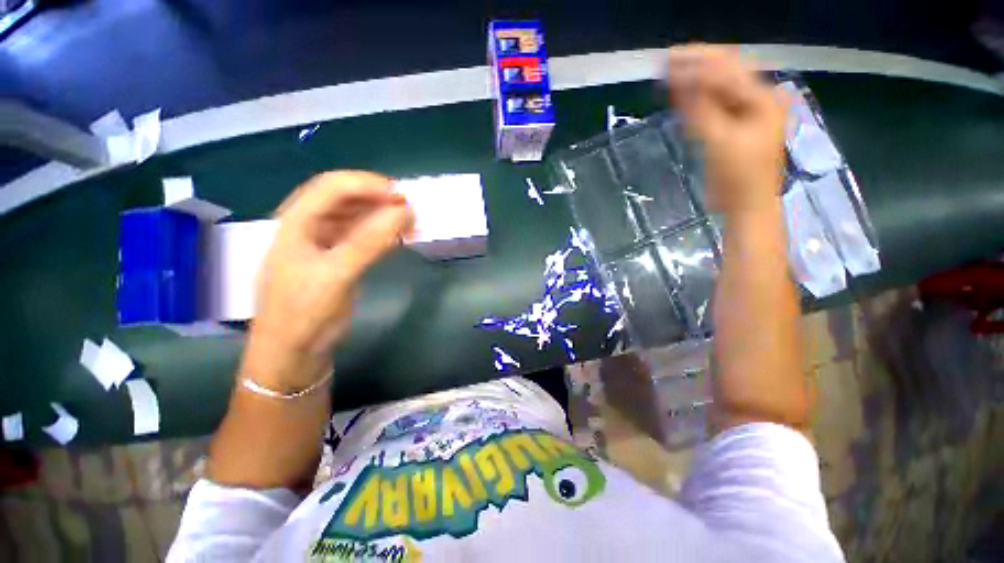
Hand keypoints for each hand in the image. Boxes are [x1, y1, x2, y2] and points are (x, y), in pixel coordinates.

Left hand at [241, 171, 414, 391]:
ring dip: (383, 215)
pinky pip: (362, 236)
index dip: (369, 185)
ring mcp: (325, 243)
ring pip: (356, 216)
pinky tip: (398, 237)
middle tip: (411, 209)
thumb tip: (404, 211)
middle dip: (379, 198)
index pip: (334, 186)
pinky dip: (382, 233)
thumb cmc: (305, 313)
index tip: (403, 196)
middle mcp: (310, 225)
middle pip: (346, 197)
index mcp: (297, 221)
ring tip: (410, 223)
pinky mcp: (339, 259)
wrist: (293, 353)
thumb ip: (370, 241)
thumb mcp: (337, 275)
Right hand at [666, 45, 787, 215]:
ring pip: (718, 89)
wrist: (746, 204)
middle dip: (695, 67)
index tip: (669, 58)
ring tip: (668, 76)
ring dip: (693, 82)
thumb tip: (681, 80)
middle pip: (725, 73)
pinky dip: (696, 101)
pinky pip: (714, 106)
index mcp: (763, 98)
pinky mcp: (734, 127)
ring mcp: (746, 113)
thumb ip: (701, 109)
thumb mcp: (719, 141)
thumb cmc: (738, 176)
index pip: (728, 68)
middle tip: (665, 63)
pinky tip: (680, 97)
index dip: (698, 61)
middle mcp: (757, 99)